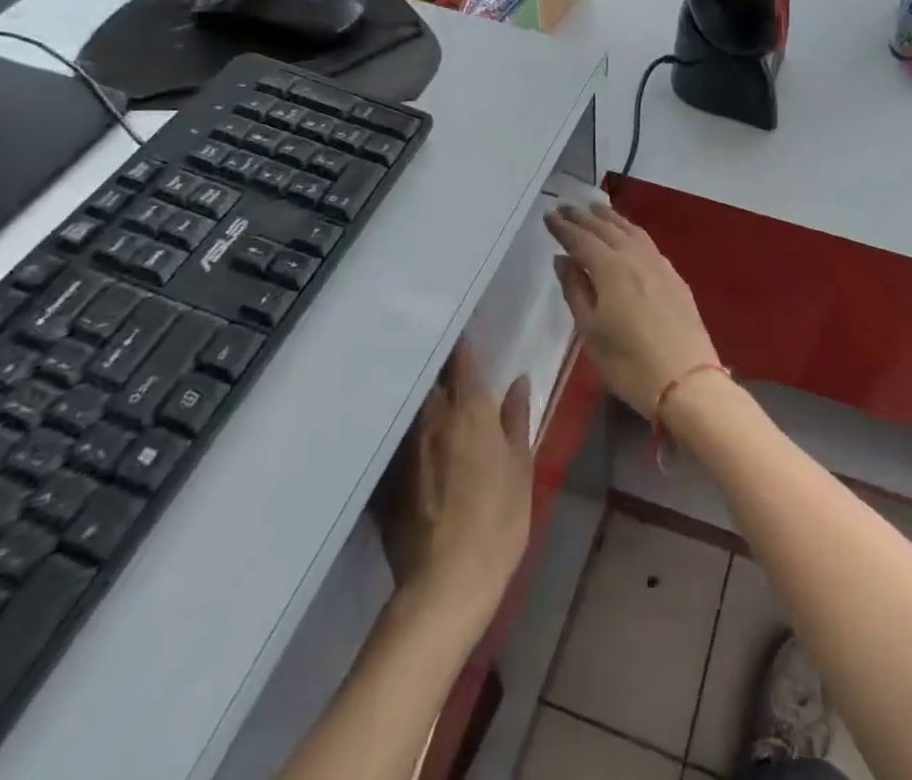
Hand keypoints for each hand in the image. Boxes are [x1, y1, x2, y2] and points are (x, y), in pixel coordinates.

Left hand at [380, 340, 531, 621]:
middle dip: (439, 366)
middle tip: (449, 358)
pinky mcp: (390, 479)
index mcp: (469, 410)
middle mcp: (432, 420)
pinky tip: (416, 437)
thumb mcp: (521, 467)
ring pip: (414, 407)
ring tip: (433, 389)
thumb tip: (518, 381)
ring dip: (424, 394)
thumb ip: (516, 419)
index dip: (463, 342)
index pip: (463, 361)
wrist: (446, 585)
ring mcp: (406, 450)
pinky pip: (402, 440)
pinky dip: (410, 430)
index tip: (464, 325)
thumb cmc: (498, 521)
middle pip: (432, 380)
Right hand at [545, 203, 719, 417]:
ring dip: (610, 218)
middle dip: (584, 217)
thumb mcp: (591, 331)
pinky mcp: (674, 277)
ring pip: (631, 230)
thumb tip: (563, 259)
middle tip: (566, 206)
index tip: (549, 214)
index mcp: (611, 269)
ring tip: (595, 210)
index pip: (582, 239)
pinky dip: (631, 231)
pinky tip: (628, 235)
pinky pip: (647, 242)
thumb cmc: (629, 363)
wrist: (687, 381)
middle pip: (607, 229)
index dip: (564, 227)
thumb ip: (575, 290)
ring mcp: (659, 265)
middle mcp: (635, 257)